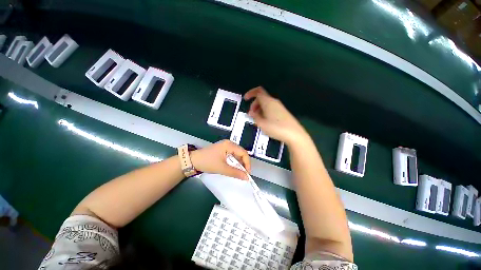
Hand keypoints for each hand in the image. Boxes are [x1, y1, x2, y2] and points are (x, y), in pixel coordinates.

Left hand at [190, 140, 250, 180]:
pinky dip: (234, 162)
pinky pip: (232, 155)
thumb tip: (246, 177)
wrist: (193, 160)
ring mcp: (225, 146)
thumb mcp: (222, 168)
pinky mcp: (222, 149)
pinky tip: (233, 168)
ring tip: (239, 172)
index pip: (243, 153)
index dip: (247, 163)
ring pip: (237, 154)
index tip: (247, 173)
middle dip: (243, 163)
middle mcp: (229, 143)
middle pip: (241, 153)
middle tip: (244, 173)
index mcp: (229, 145)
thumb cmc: (207, 162)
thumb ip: (235, 173)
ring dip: (239, 163)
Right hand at [244, 87, 308, 146]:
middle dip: (254, 104)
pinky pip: (271, 108)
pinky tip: (264, 121)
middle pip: (261, 98)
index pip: (258, 91)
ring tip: (257, 119)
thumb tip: (251, 112)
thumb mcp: (261, 123)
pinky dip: (265, 112)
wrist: (294, 134)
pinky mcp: (282, 112)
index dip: (250, 93)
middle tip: (251, 114)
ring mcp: (279, 107)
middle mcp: (274, 102)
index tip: (245, 99)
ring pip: (266, 104)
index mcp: (268, 102)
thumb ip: (255, 116)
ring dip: (259, 109)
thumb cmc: (276, 128)